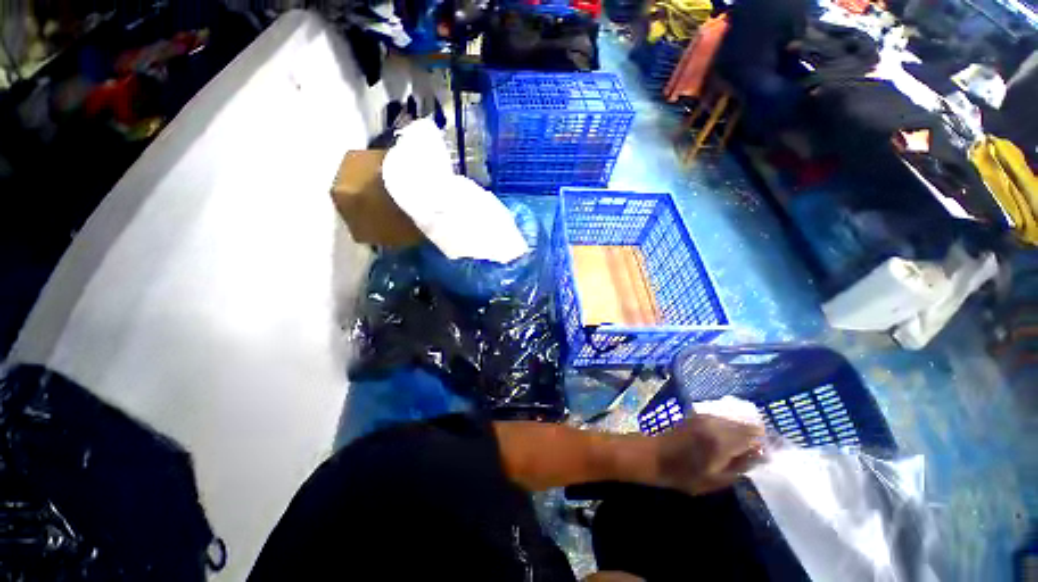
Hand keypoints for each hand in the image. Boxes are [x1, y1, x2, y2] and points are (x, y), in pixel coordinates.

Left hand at [651, 414, 764, 494]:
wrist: (655, 456)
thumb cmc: (684, 474)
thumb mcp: (717, 479)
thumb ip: (741, 466)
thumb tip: (760, 456)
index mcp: (722, 439)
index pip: (755, 436)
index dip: (764, 446)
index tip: (767, 458)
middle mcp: (715, 422)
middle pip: (746, 425)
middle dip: (754, 438)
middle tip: (756, 455)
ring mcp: (705, 416)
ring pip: (734, 420)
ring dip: (742, 432)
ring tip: (741, 450)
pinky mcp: (697, 415)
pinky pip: (722, 419)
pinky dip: (729, 428)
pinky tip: (726, 441)